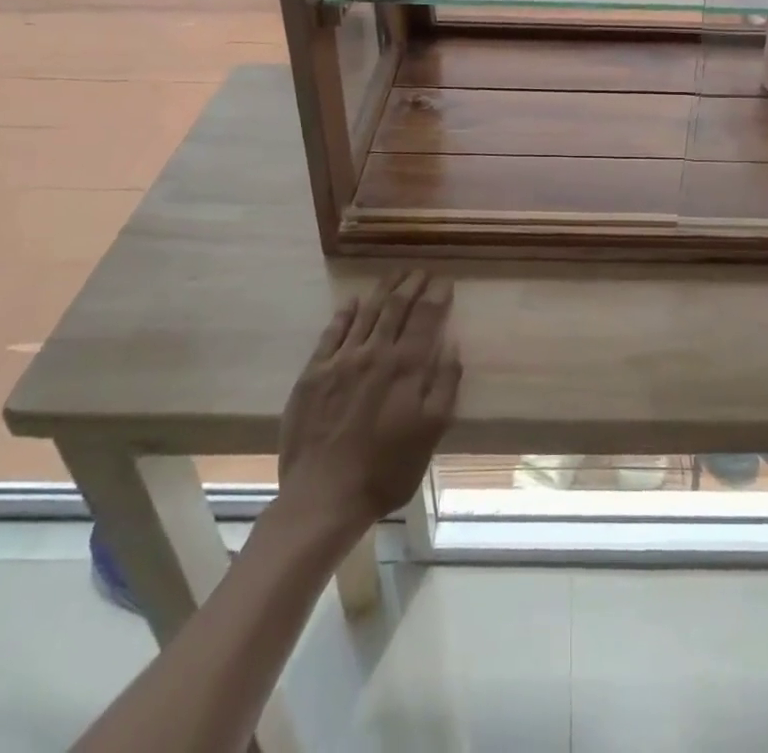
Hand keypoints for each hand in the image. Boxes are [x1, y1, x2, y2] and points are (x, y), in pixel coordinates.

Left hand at [278, 270, 460, 531]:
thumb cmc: (386, 470)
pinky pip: (332, 332)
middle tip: (420, 271)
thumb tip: (453, 344)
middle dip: (411, 284)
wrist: (324, 496)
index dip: (436, 296)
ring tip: (394, 274)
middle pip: (397, 307)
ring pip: (367, 312)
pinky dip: (345, 313)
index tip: (444, 281)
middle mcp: (376, 353)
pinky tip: (353, 302)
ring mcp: (342, 360)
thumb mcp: (431, 432)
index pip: (426, 318)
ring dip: (383, 290)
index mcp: (407, 367)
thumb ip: (446, 384)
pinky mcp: (314, 373)